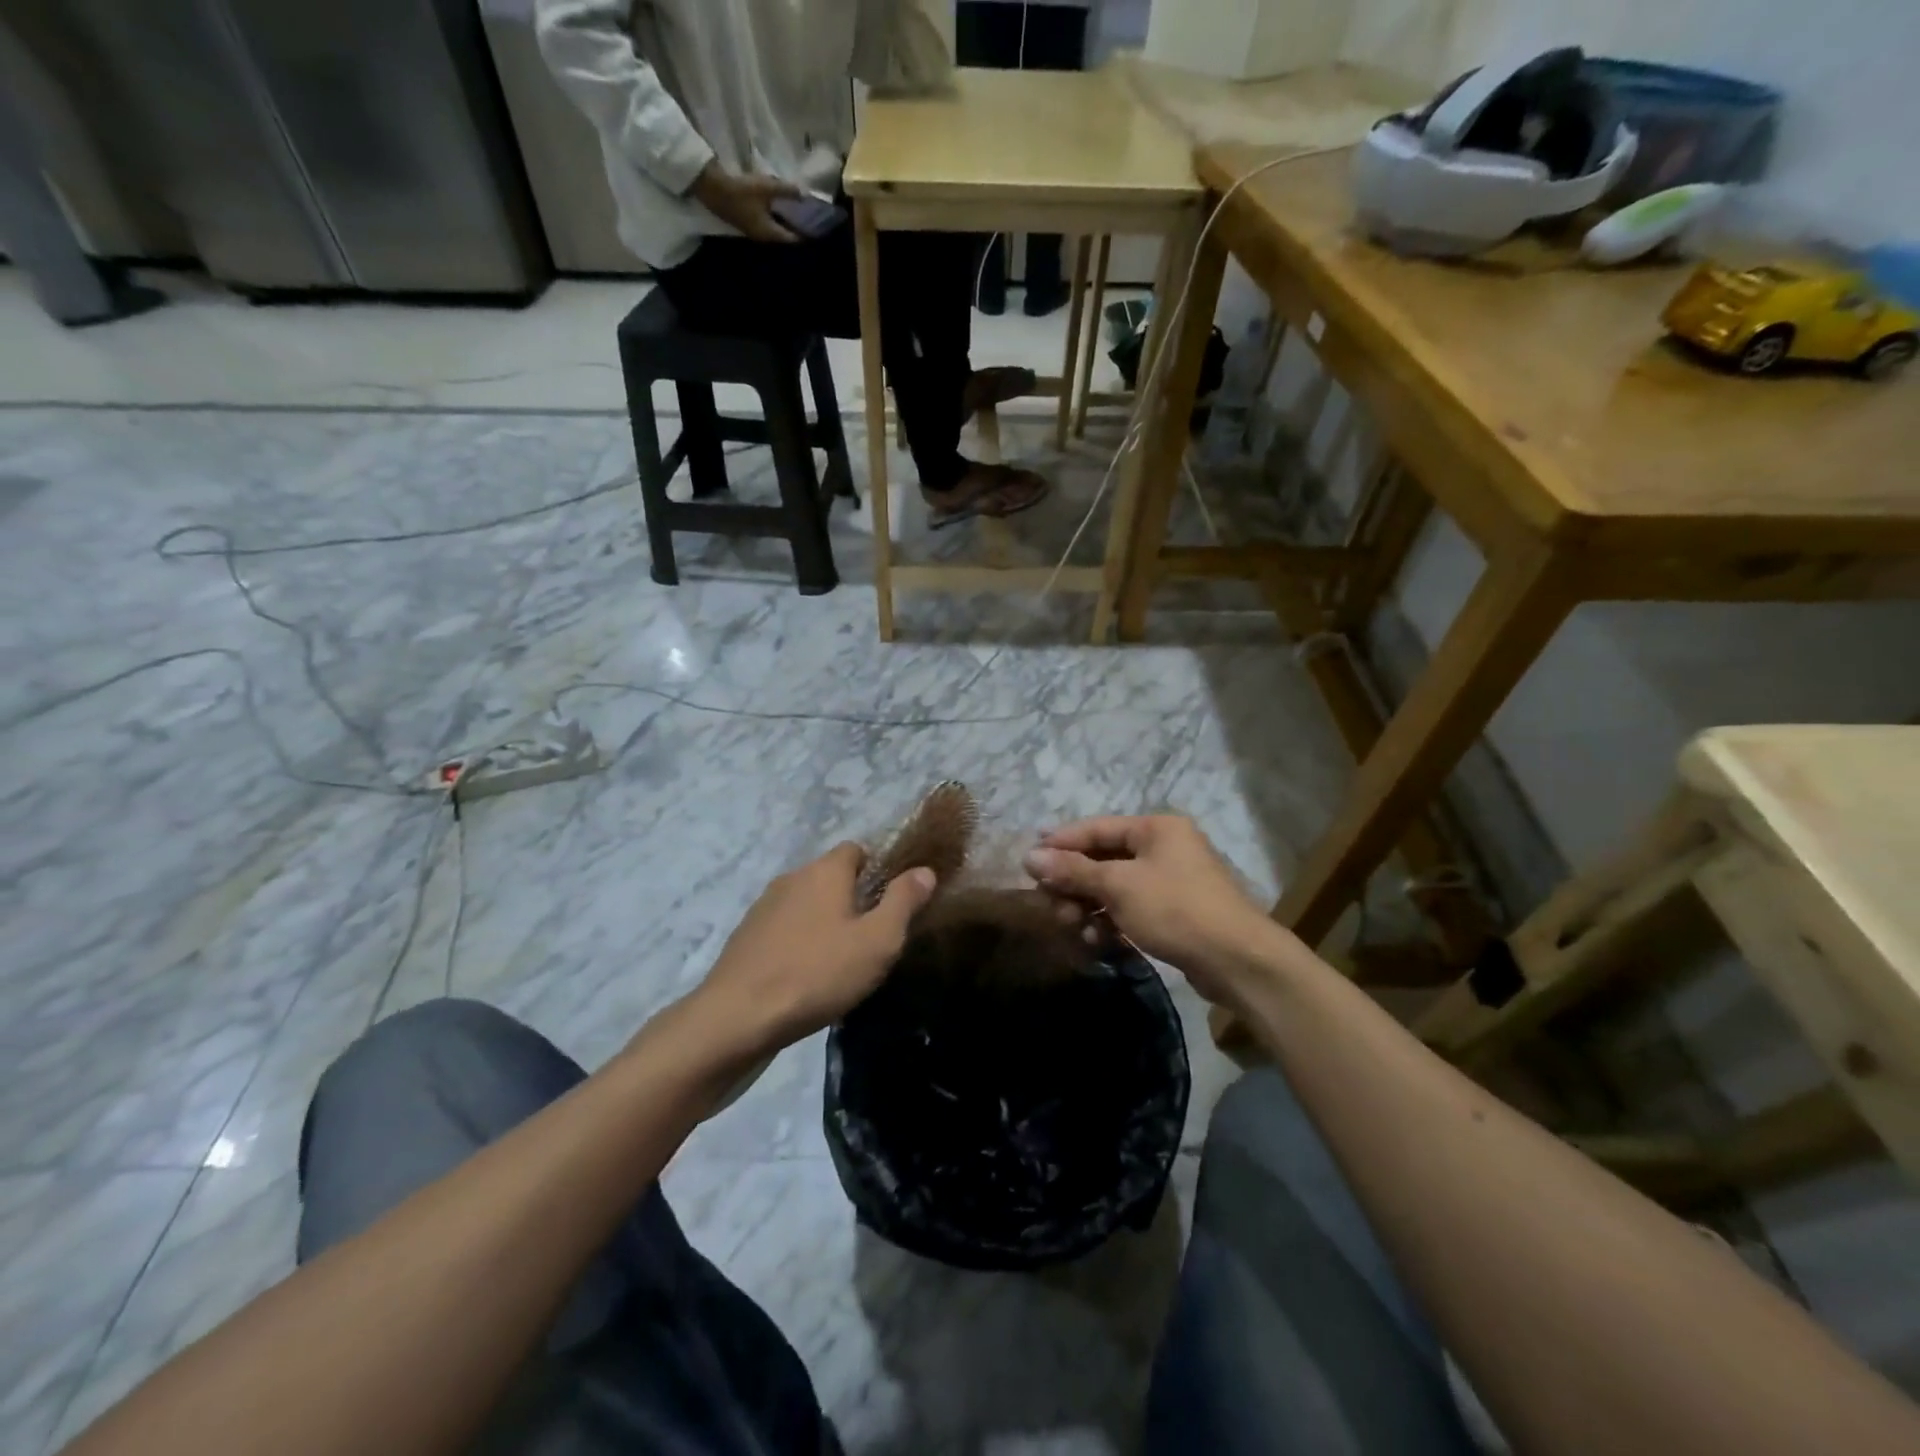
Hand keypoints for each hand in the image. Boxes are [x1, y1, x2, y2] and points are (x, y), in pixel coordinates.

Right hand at [690, 163, 801, 242]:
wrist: (713, 189)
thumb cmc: (742, 191)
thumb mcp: (767, 188)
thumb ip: (787, 191)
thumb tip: (804, 193)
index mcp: (771, 234)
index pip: (793, 239)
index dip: (805, 235)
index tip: (816, 229)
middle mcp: (764, 238)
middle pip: (784, 237)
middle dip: (795, 230)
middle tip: (807, 221)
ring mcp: (753, 233)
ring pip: (774, 232)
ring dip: (784, 225)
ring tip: (795, 215)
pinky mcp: (746, 225)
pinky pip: (766, 226)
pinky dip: (774, 220)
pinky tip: (777, 211)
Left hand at [692, 844, 935, 1054]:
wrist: (738, 1016)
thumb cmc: (818, 973)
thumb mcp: (877, 941)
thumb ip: (903, 902)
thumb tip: (924, 870)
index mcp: (825, 871)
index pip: (856, 849)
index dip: (877, 869)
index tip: (891, 902)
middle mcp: (792, 877)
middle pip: (830, 876)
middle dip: (852, 898)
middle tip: (871, 936)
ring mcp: (764, 906)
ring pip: (806, 902)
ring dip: (823, 920)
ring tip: (839, 959)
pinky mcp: (746, 935)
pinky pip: (784, 926)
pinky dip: (798, 940)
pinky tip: (805, 973)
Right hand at [1024, 815, 1298, 1008]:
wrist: (1238, 961)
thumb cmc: (1176, 909)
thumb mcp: (1119, 886)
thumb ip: (1073, 870)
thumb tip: (1029, 856)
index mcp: (1156, 828)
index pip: (1096, 828)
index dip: (1060, 843)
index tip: (1028, 862)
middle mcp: (1163, 847)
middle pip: (1103, 858)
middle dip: (1073, 882)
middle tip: (1047, 903)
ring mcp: (1170, 881)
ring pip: (1114, 887)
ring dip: (1088, 905)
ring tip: (1070, 926)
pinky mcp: (1173, 912)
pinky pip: (1130, 908)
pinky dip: (1110, 921)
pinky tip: (1095, 940)